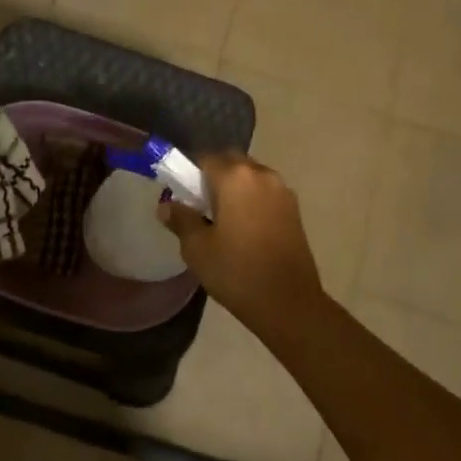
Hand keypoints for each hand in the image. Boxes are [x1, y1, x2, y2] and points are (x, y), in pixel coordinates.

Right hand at [158, 152, 327, 335]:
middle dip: (213, 175)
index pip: (205, 158)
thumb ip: (181, 220)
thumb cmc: (236, 272)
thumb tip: (166, 206)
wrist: (289, 302)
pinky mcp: (294, 209)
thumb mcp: (197, 248)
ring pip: (250, 176)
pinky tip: (245, 228)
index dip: (189, 172)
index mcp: (235, 177)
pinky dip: (252, 199)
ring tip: (223, 219)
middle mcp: (261, 174)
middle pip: (231, 161)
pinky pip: (265, 192)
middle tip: (201, 205)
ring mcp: (282, 190)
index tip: (182, 195)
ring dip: (235, 187)